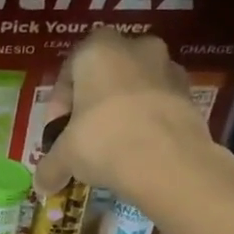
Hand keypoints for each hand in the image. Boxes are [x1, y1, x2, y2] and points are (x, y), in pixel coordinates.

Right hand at [34, 30, 216, 198]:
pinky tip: (138, 150)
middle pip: (105, 74)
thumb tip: (42, 185)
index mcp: (97, 50)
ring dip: (123, 110)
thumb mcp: (65, 156)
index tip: (58, 131)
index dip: (59, 104)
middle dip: (93, 102)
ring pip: (135, 87)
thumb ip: (50, 166)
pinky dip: (147, 121)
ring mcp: (168, 69)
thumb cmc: (104, 141)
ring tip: (112, 145)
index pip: (69, 70)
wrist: (168, 162)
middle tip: (84, 135)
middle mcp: (135, 48)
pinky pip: (159, 104)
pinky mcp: (191, 94)